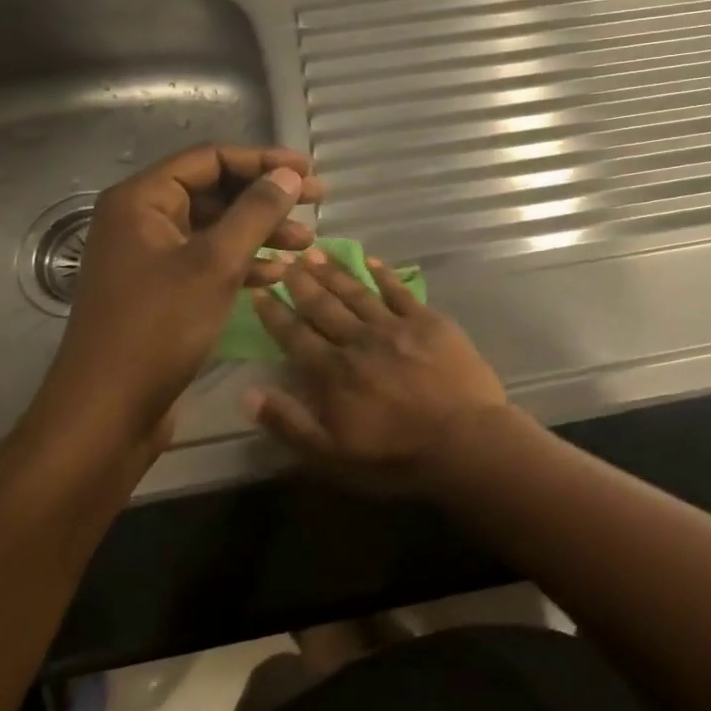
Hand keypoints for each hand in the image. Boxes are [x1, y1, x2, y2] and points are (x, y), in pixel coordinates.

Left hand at [29, 145, 322, 465]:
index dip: (263, 161)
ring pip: (216, 228)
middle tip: (315, 204)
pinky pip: (208, 260)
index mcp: (142, 200)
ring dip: (261, 232)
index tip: (308, 173)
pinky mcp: (161, 290)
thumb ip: (256, 212)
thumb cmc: (159, 328)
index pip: (211, 159)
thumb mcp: (216, 263)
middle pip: (215, 191)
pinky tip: (278, 275)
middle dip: (266, 199)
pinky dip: (244, 262)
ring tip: (305, 246)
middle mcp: (142, 220)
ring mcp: (150, 257)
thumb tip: (289, 174)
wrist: (107, 414)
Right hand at [243, 249, 508, 492]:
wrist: (463, 440)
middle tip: (286, 258)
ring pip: (357, 293)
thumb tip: (248, 394)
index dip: (275, 313)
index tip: (259, 290)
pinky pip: (400, 291)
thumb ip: (289, 423)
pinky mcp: (428, 321)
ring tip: (316, 252)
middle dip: (302, 282)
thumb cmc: (396, 457)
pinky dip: (383, 275)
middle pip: (324, 306)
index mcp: (333, 372)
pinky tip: (371, 261)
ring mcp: (395, 326)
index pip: (295, 336)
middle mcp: (359, 341)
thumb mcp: (332, 457)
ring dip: (335, 272)